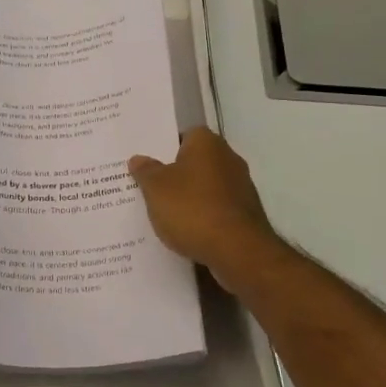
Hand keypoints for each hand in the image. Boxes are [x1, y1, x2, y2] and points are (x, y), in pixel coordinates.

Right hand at [129, 128, 282, 285]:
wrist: (237, 251)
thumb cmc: (192, 209)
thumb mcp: (156, 188)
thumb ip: (145, 171)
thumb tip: (138, 159)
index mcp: (207, 144)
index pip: (184, 135)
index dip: (165, 147)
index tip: (148, 163)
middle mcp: (229, 158)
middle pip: (195, 161)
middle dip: (176, 174)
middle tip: (149, 187)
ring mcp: (241, 187)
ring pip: (206, 187)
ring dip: (190, 197)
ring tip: (163, 213)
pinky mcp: (246, 214)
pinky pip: (216, 209)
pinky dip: (203, 216)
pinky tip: (186, 231)